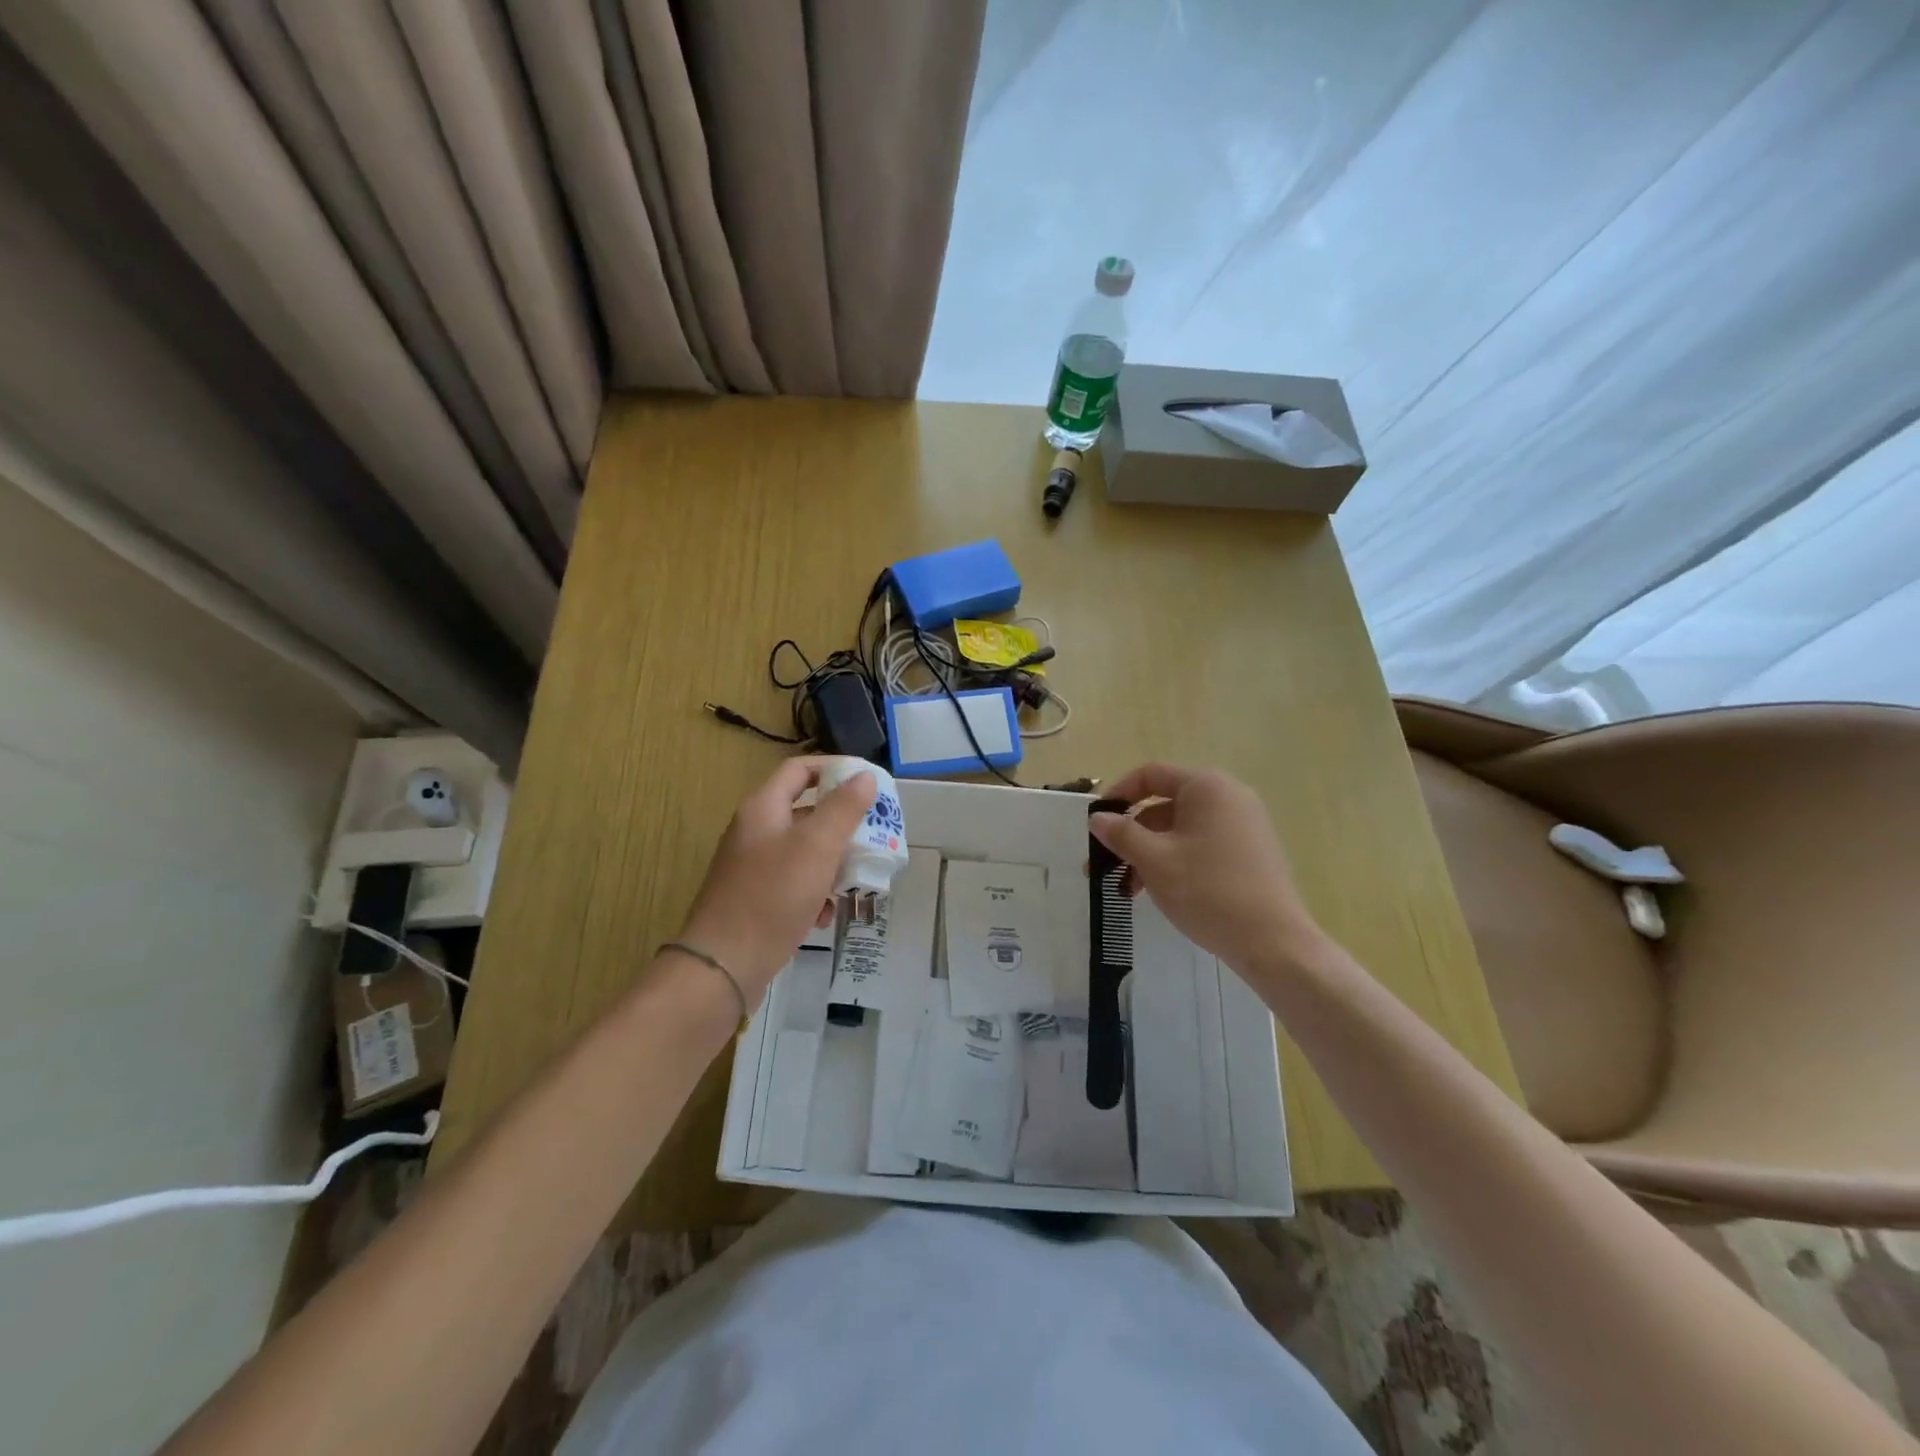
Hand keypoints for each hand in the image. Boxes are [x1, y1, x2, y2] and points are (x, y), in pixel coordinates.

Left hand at [678, 757, 877, 999]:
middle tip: (873, 835)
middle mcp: (755, 831)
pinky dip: (814, 893)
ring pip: (804, 852)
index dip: (836, 769)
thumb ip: (843, 808)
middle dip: (842, 824)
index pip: (801, 770)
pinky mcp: (756, 899)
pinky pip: (793, 884)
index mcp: (763, 808)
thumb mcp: (817, 846)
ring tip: (856, 879)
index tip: (870, 783)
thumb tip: (864, 776)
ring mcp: (753, 867)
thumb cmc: (773, 895)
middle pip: (806, 812)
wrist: (724, 966)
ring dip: (833, 863)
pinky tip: (826, 915)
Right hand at [1089, 764, 1322, 973]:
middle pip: (1165, 804)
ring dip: (1149, 852)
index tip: (1096, 825)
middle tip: (1104, 865)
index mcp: (1207, 787)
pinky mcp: (1251, 851)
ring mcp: (1244, 824)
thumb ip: (1121, 834)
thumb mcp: (1154, 861)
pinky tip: (1159, 890)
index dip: (1118, 795)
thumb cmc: (1208, 891)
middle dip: (1131, 834)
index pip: (1150, 774)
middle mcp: (1228, 796)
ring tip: (1128, 888)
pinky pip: (1202, 844)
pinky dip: (1175, 860)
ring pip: (1181, 828)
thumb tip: (1097, 818)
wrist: (1274, 943)